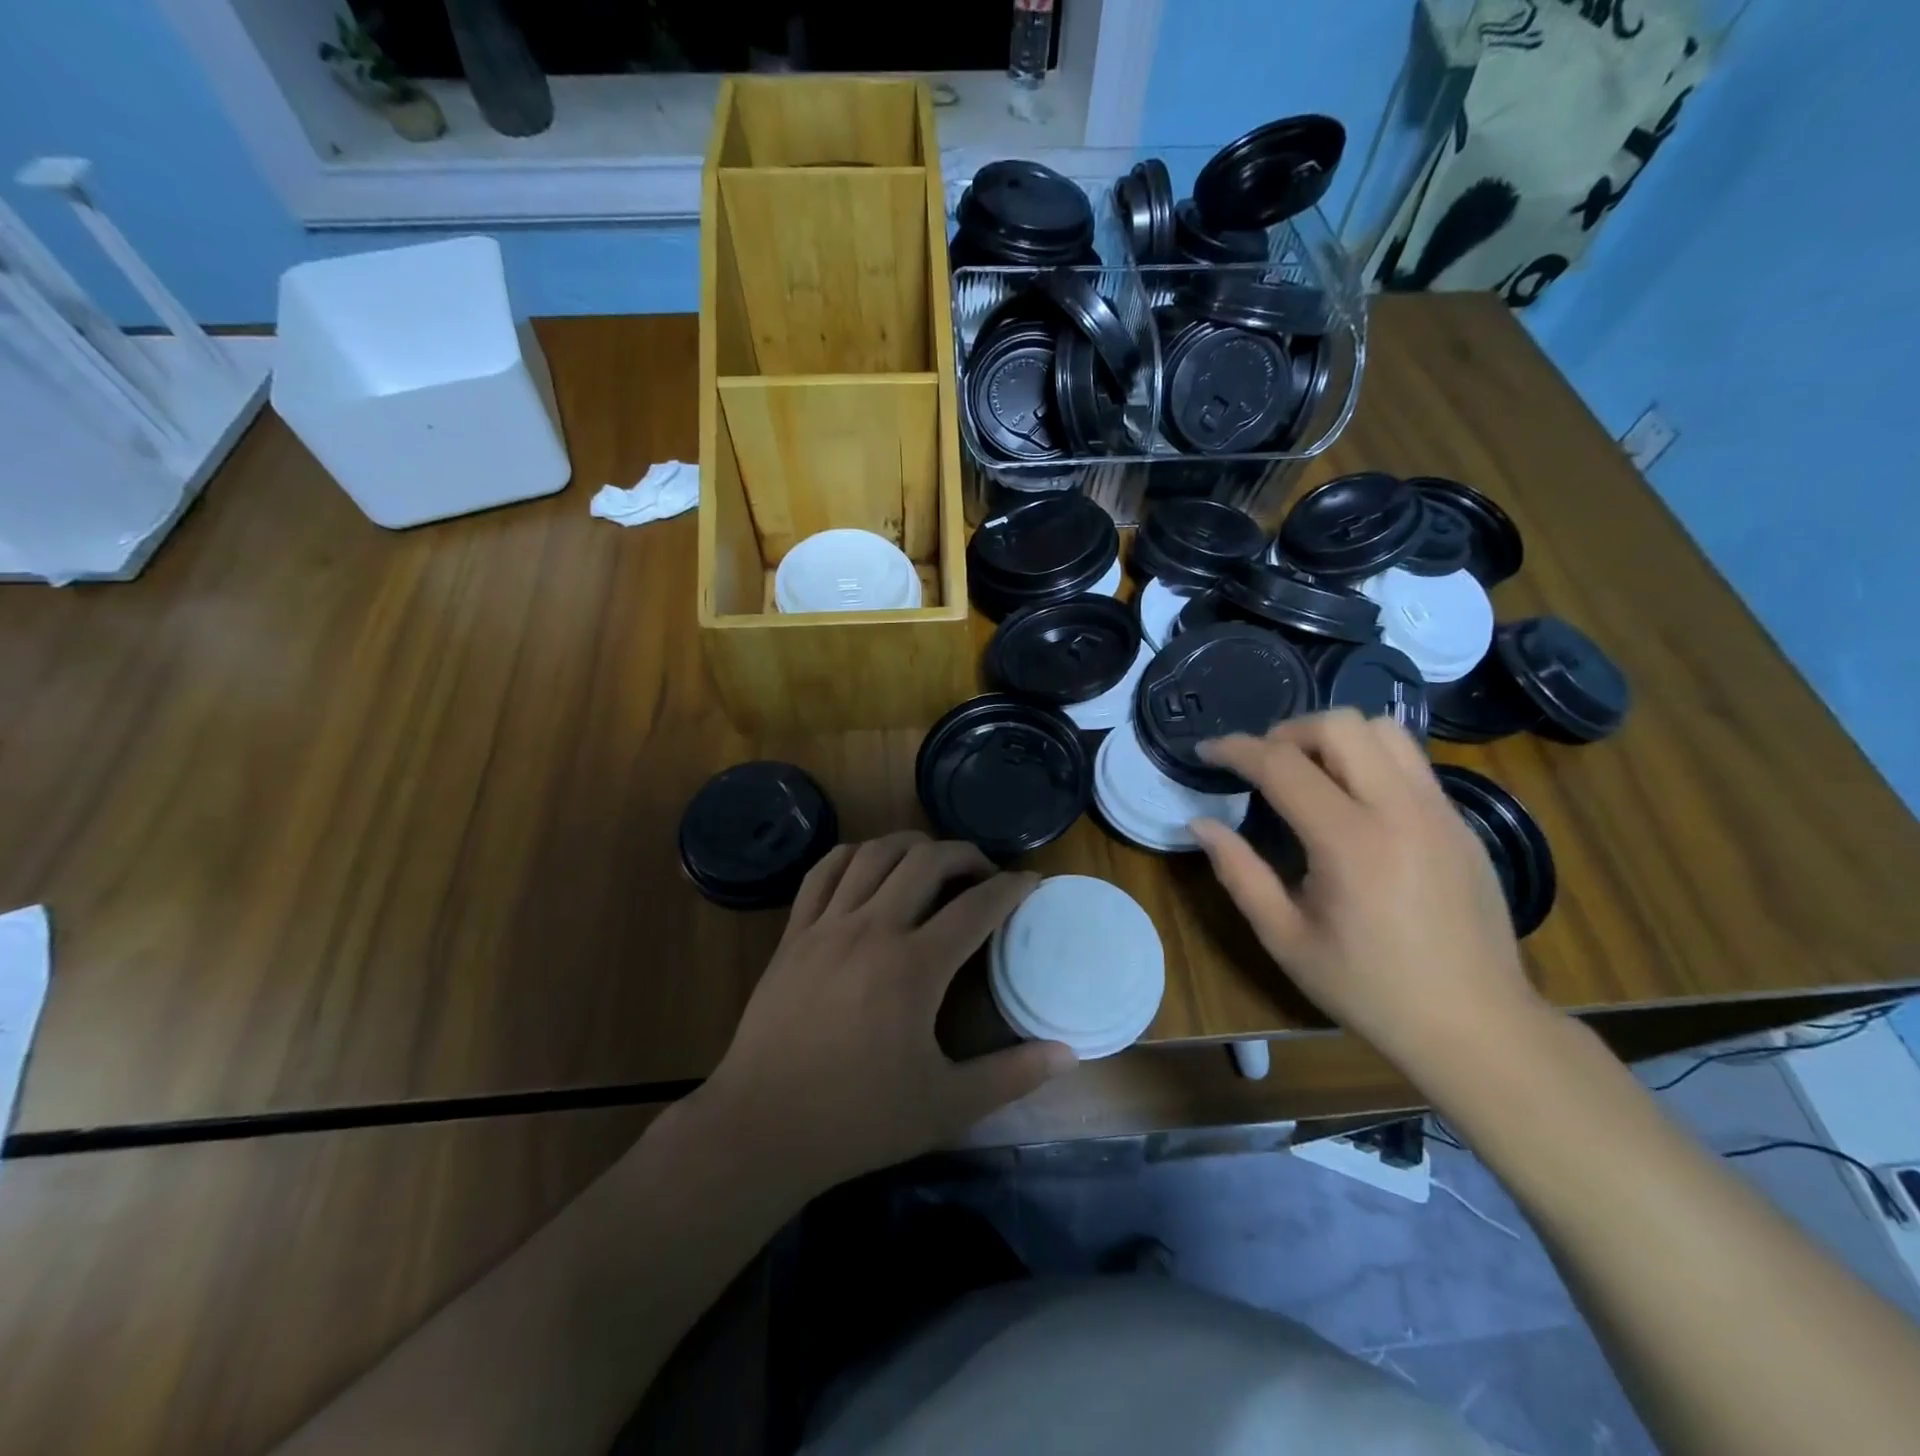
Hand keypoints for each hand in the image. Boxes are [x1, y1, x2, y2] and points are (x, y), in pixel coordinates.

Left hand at [699, 832, 1076, 1192]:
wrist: (760, 1129)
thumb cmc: (857, 1119)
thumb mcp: (946, 1106)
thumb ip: (1012, 1076)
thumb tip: (1070, 1054)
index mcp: (914, 967)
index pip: (977, 906)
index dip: (1012, 887)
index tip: (1031, 882)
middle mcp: (872, 929)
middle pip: (927, 860)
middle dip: (966, 855)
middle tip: (985, 874)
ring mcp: (827, 925)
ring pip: (875, 853)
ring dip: (913, 846)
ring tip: (933, 862)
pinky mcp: (794, 933)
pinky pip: (825, 871)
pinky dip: (855, 855)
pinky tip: (870, 866)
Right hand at [1189, 710, 1545, 1072]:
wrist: (1476, 1026)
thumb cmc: (1369, 988)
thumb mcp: (1286, 938)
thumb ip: (1238, 873)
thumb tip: (1200, 824)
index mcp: (1350, 842)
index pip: (1282, 764)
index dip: (1236, 749)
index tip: (1207, 752)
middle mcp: (1400, 810)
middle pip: (1340, 725)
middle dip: (1288, 732)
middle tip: (1263, 764)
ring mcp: (1440, 811)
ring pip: (1384, 730)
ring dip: (1335, 738)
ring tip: (1309, 772)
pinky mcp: (1462, 822)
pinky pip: (1411, 762)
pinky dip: (1370, 760)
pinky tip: (1353, 803)